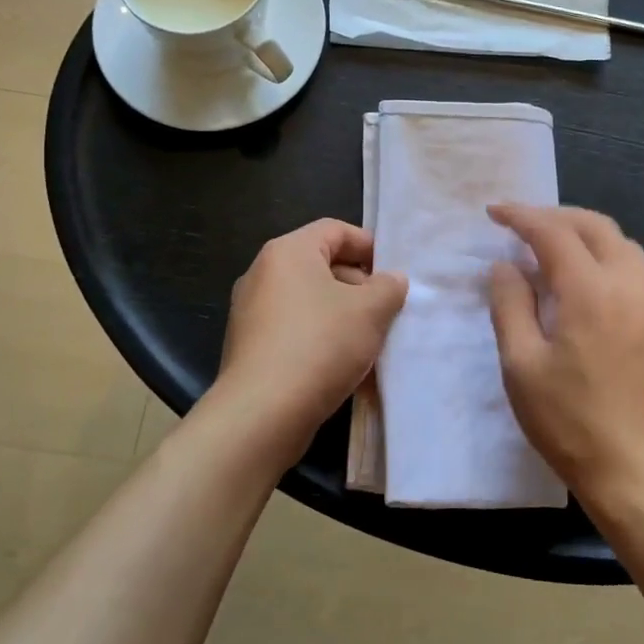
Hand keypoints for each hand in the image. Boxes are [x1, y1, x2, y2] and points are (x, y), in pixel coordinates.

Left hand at [210, 219, 407, 466]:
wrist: (262, 413)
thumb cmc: (320, 345)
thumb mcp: (370, 311)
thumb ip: (388, 287)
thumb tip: (391, 280)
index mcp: (288, 252)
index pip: (335, 230)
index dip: (369, 246)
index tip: (394, 273)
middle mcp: (263, 273)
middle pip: (321, 265)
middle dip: (359, 286)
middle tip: (387, 311)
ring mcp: (250, 311)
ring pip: (309, 302)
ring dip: (342, 316)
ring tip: (370, 343)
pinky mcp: (249, 346)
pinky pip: (293, 330)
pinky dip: (320, 339)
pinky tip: (344, 367)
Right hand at [487, 205, 643, 513]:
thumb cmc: (572, 424)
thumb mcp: (522, 366)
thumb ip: (510, 305)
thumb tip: (506, 265)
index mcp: (591, 291)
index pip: (553, 232)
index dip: (521, 216)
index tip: (495, 212)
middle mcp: (632, 286)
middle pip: (597, 226)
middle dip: (557, 216)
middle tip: (524, 225)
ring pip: (625, 247)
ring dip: (587, 236)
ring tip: (556, 252)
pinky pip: (640, 276)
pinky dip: (610, 263)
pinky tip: (591, 290)